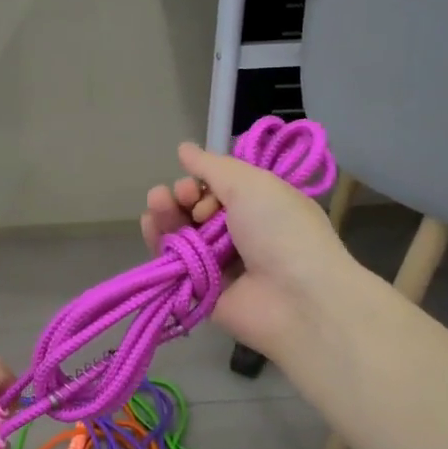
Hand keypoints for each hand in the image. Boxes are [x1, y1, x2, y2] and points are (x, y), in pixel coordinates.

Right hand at [141, 142, 353, 360]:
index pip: (220, 188)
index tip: (197, 185)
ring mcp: (219, 263)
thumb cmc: (281, 231)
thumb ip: (212, 166)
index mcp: (260, 206)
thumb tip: (184, 148)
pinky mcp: (201, 289)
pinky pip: (173, 263)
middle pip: (196, 209)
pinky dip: (158, 242)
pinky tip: (149, 224)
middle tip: (180, 196)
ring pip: (181, 233)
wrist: (299, 300)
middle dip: (181, 196)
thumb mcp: (252, 184)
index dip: (203, 182)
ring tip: (157, 203)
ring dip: (166, 214)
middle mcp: (240, 234)